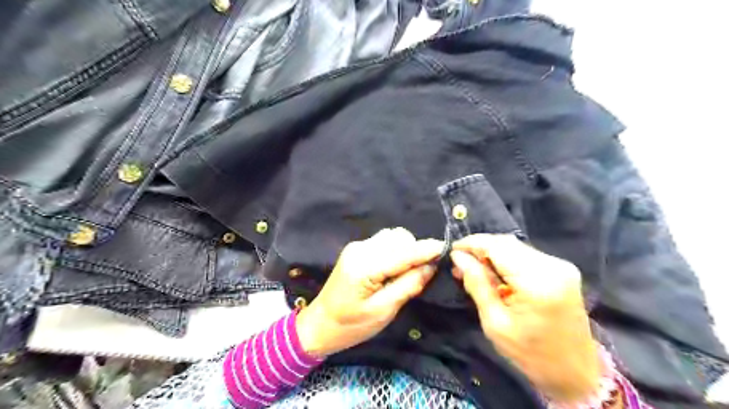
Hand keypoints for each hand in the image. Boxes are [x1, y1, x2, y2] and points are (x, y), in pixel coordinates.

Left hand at [297, 227, 443, 358]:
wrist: (320, 323)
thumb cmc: (351, 325)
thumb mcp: (383, 311)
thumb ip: (408, 285)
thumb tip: (430, 266)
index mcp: (365, 267)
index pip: (403, 252)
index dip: (427, 249)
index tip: (447, 249)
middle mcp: (360, 249)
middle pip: (399, 237)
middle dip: (415, 251)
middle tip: (421, 273)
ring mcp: (357, 246)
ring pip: (393, 236)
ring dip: (406, 249)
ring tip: (405, 273)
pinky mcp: (357, 249)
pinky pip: (384, 242)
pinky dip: (396, 251)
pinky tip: (393, 268)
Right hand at [453, 233, 600, 401]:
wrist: (576, 372)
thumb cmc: (531, 354)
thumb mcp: (495, 323)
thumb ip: (477, 284)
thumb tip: (458, 257)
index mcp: (537, 282)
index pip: (497, 247)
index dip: (471, 244)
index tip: (451, 250)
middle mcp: (552, 266)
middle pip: (506, 243)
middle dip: (479, 248)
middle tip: (459, 262)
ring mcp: (560, 265)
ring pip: (515, 246)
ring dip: (491, 253)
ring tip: (473, 268)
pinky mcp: (562, 269)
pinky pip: (525, 254)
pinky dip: (506, 258)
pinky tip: (494, 271)